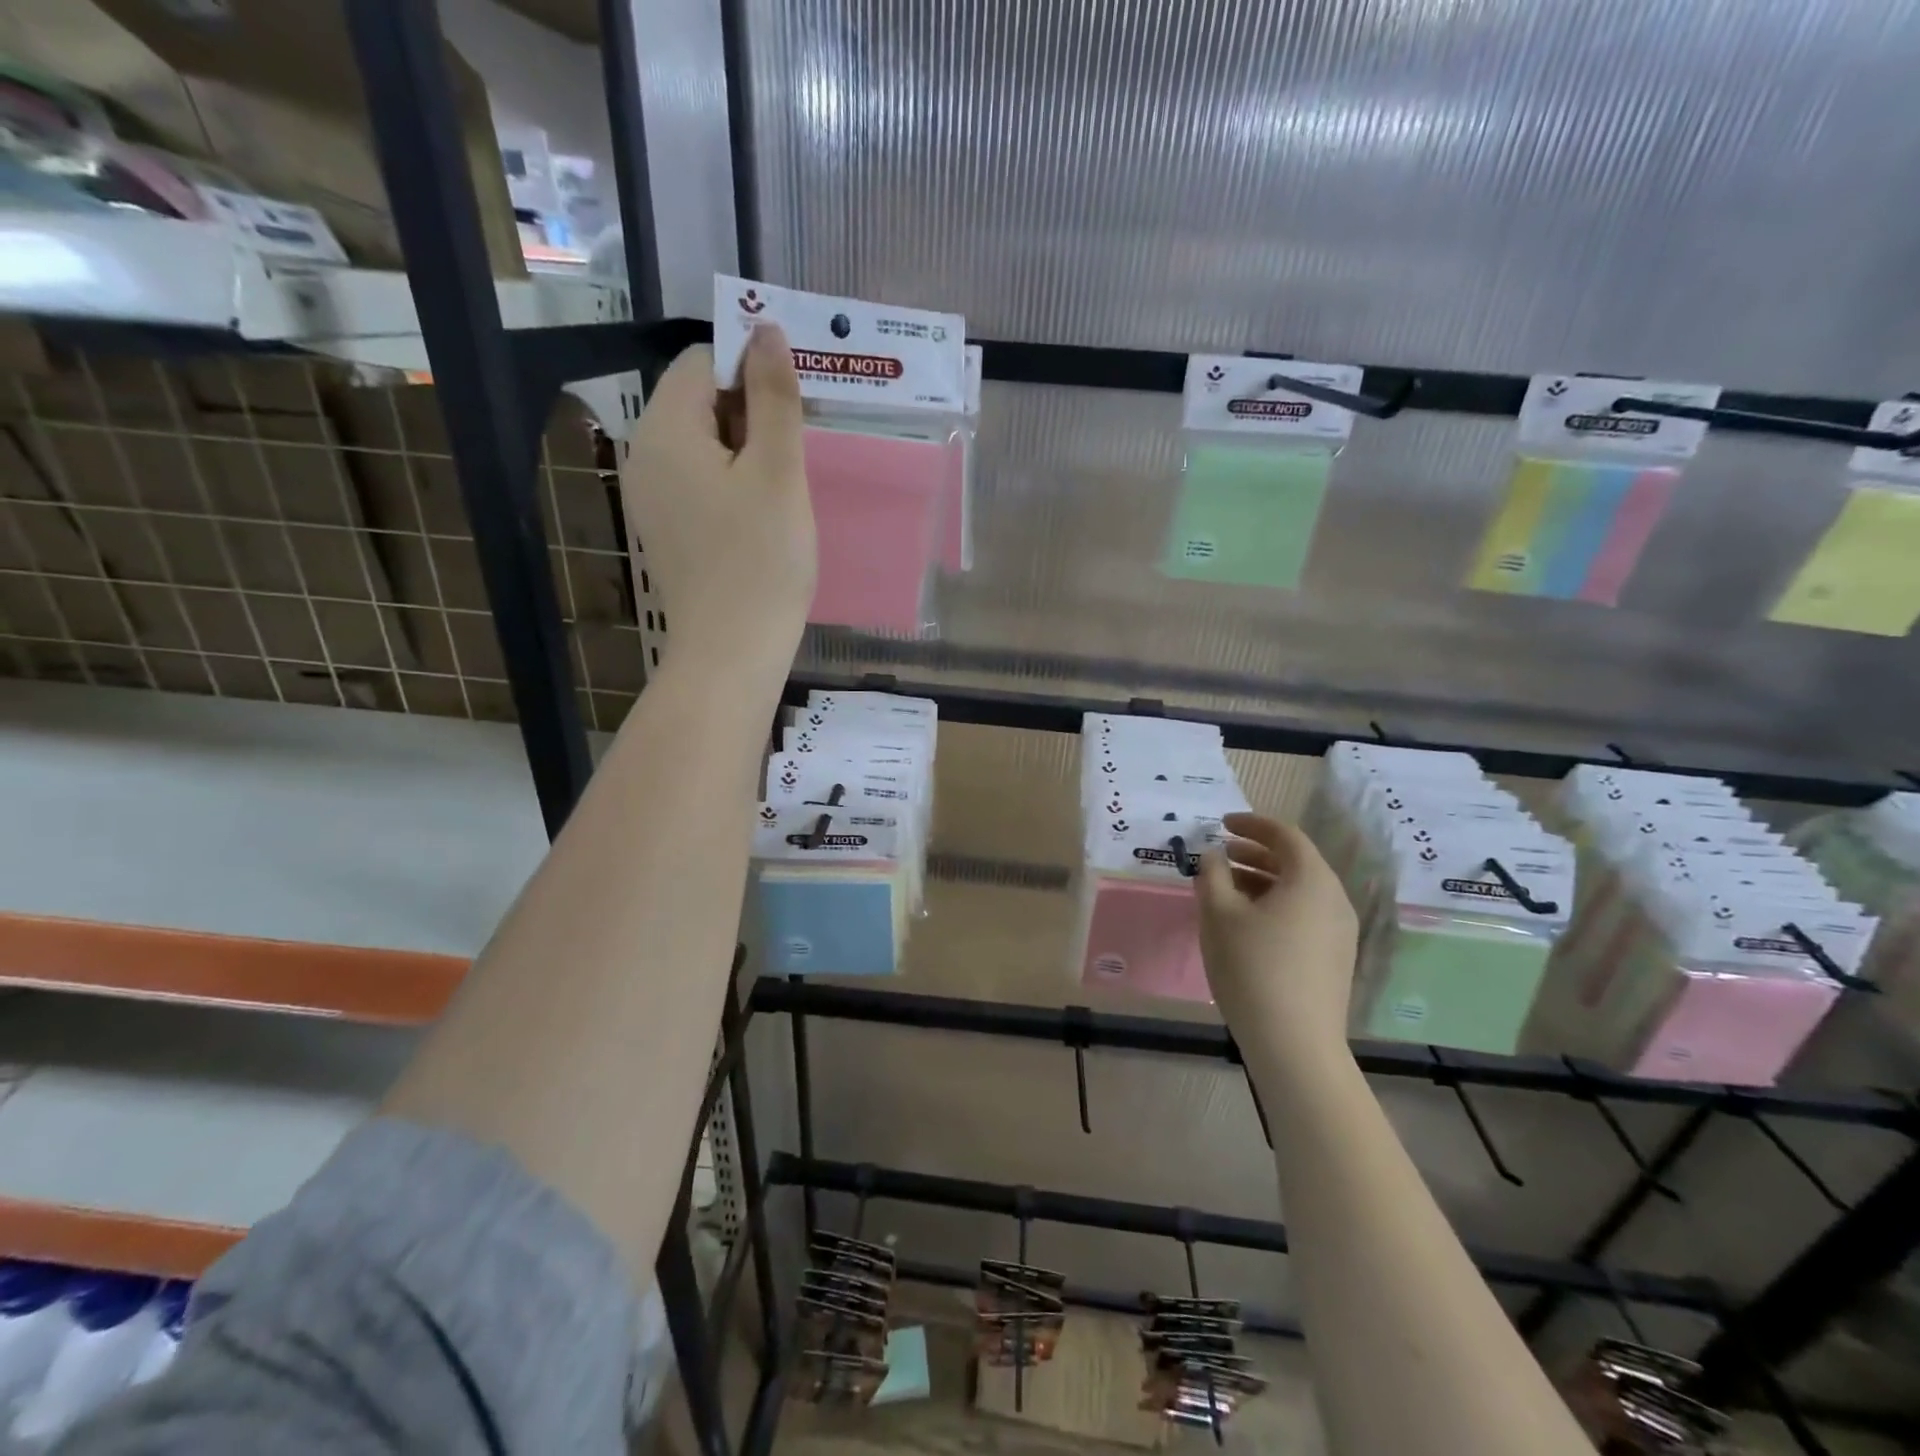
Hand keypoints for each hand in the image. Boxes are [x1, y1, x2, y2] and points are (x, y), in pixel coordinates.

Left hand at [619, 327, 815, 671]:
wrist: (732, 652)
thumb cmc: (762, 560)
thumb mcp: (778, 471)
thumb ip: (773, 396)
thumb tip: (765, 330)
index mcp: (665, 430)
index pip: (701, 361)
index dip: (750, 367)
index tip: (794, 404)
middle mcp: (644, 454)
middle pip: (697, 400)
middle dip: (750, 410)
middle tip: (796, 450)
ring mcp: (651, 496)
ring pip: (701, 443)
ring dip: (745, 448)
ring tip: (784, 486)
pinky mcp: (666, 528)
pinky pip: (697, 481)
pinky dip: (731, 481)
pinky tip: (761, 514)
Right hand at [1197, 813, 1359, 1072]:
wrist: (1294, 1043)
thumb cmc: (1252, 966)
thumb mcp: (1218, 913)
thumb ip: (1212, 874)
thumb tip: (1215, 855)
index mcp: (1311, 880)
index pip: (1285, 835)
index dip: (1252, 824)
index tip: (1222, 823)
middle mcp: (1334, 899)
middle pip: (1295, 862)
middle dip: (1255, 853)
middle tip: (1221, 854)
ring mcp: (1340, 932)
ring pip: (1299, 890)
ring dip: (1262, 880)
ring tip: (1226, 889)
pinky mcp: (1335, 958)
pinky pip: (1304, 914)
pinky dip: (1276, 905)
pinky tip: (1247, 924)